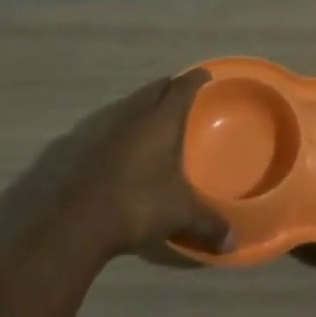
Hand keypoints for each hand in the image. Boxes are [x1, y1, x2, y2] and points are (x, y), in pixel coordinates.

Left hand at [69, 70, 230, 259]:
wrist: (82, 222)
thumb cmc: (140, 203)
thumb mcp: (181, 213)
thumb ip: (209, 223)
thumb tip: (233, 242)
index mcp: (161, 121)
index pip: (181, 88)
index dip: (195, 79)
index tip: (206, 74)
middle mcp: (136, 118)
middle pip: (156, 90)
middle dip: (171, 87)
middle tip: (186, 91)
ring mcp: (112, 133)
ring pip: (136, 107)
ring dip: (150, 106)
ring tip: (164, 116)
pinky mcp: (96, 151)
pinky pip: (122, 126)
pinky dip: (135, 127)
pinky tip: (139, 146)